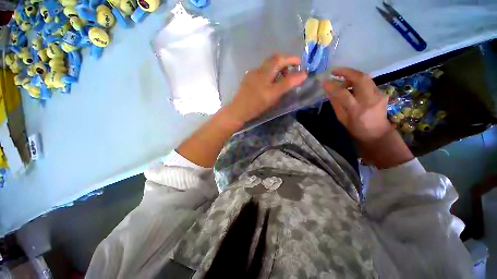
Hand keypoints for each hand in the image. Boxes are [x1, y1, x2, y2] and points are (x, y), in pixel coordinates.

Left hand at [226, 54, 306, 123]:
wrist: (238, 111)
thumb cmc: (256, 104)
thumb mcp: (273, 95)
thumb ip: (288, 83)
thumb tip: (303, 74)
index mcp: (265, 71)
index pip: (280, 59)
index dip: (292, 59)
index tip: (300, 64)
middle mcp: (258, 70)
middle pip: (273, 60)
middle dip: (285, 62)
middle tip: (292, 72)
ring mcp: (252, 75)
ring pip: (267, 66)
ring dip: (277, 69)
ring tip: (283, 79)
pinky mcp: (248, 80)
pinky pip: (262, 73)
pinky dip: (270, 74)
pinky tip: (270, 84)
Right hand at [323, 67, 412, 168]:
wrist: (377, 133)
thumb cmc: (356, 128)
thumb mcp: (341, 118)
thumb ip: (335, 103)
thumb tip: (328, 91)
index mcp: (356, 109)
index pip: (343, 93)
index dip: (332, 86)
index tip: (324, 81)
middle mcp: (369, 100)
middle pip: (360, 78)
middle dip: (346, 72)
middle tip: (334, 71)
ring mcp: (378, 95)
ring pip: (365, 77)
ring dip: (351, 75)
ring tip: (341, 78)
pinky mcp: (382, 92)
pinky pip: (368, 82)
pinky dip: (357, 80)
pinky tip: (351, 84)